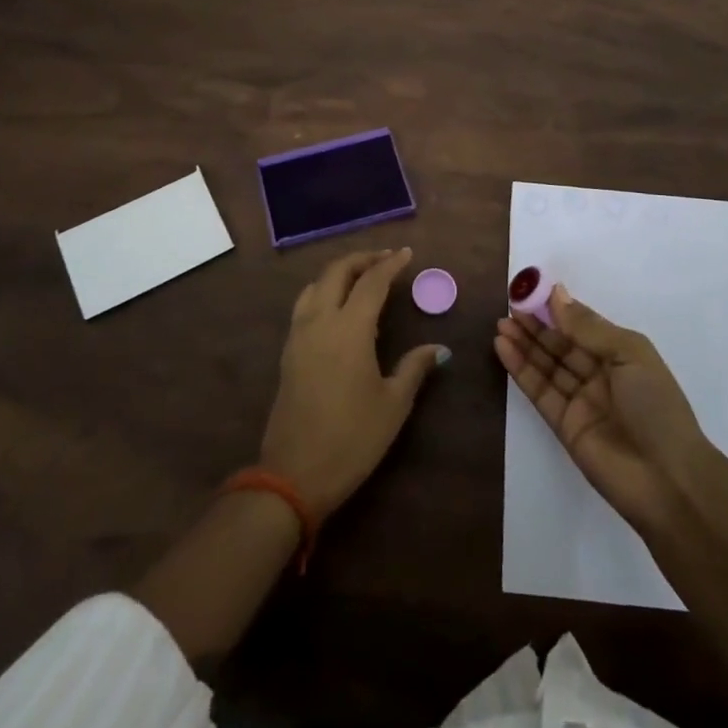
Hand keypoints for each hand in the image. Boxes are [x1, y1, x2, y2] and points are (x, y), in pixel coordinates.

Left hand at [260, 248, 447, 518]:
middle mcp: (320, 321)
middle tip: (386, 259)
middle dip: (363, 259)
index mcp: (349, 329)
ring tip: (362, 276)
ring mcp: (298, 335)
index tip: (407, 254)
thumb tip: (439, 349)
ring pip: (316, 284)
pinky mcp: (288, 351)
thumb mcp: (393, 404)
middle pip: (337, 271)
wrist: (294, 474)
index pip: (372, 282)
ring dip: (340, 272)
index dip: (391, 264)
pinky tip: (339, 306)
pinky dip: (324, 290)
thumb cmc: (352, 439)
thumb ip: (415, 368)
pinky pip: (305, 304)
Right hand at [495, 284, 708, 534]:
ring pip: (547, 366)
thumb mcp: (629, 354)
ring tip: (500, 324)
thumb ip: (588, 327)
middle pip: (562, 345)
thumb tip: (557, 294)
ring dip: (524, 344)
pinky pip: (539, 390)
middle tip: (509, 307)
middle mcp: (600, 376)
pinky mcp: (563, 425)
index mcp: (622, 356)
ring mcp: (581, 401)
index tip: (531, 292)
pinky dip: (521, 369)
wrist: (667, 480)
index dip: (559, 311)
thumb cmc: (655, 405)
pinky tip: (503, 348)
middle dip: (536, 326)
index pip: (584, 327)